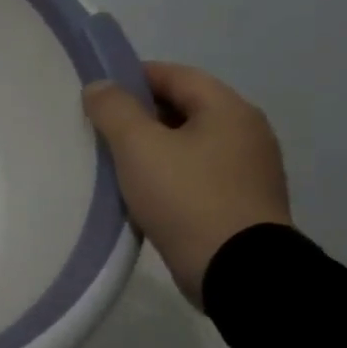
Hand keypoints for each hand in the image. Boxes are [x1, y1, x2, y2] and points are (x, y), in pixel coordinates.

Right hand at [82, 62, 291, 306]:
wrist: (238, 272)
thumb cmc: (186, 196)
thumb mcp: (138, 146)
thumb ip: (114, 109)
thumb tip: (100, 87)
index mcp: (229, 109)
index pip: (175, 75)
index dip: (133, 77)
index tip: (98, 94)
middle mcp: (246, 133)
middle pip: (182, 108)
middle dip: (140, 115)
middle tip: (100, 129)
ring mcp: (249, 170)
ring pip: (188, 143)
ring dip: (152, 147)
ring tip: (114, 161)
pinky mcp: (242, 203)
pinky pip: (196, 174)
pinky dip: (168, 173)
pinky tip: (141, 191)